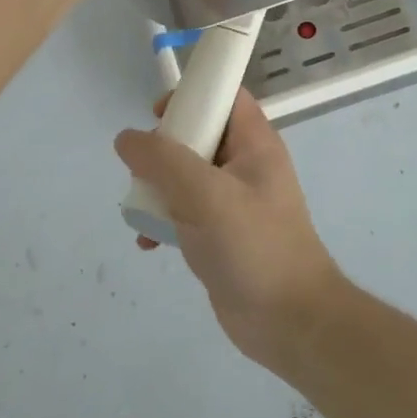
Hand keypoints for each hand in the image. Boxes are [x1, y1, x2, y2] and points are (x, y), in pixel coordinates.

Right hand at [114, 89, 346, 367]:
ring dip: (158, 187)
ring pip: (186, 176)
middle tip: (143, 168)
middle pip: (198, 135)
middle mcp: (245, 166)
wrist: (289, 322)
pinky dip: (164, 220)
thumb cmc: (254, 246)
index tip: (158, 115)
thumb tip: (126, 139)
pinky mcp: (221, 235)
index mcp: (254, 144)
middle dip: (164, 148)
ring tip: (142, 208)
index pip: (225, 97)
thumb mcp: (205, 195)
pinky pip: (184, 213)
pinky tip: (148, 241)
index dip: (193, 96)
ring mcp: (233, 202)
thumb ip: (163, 161)